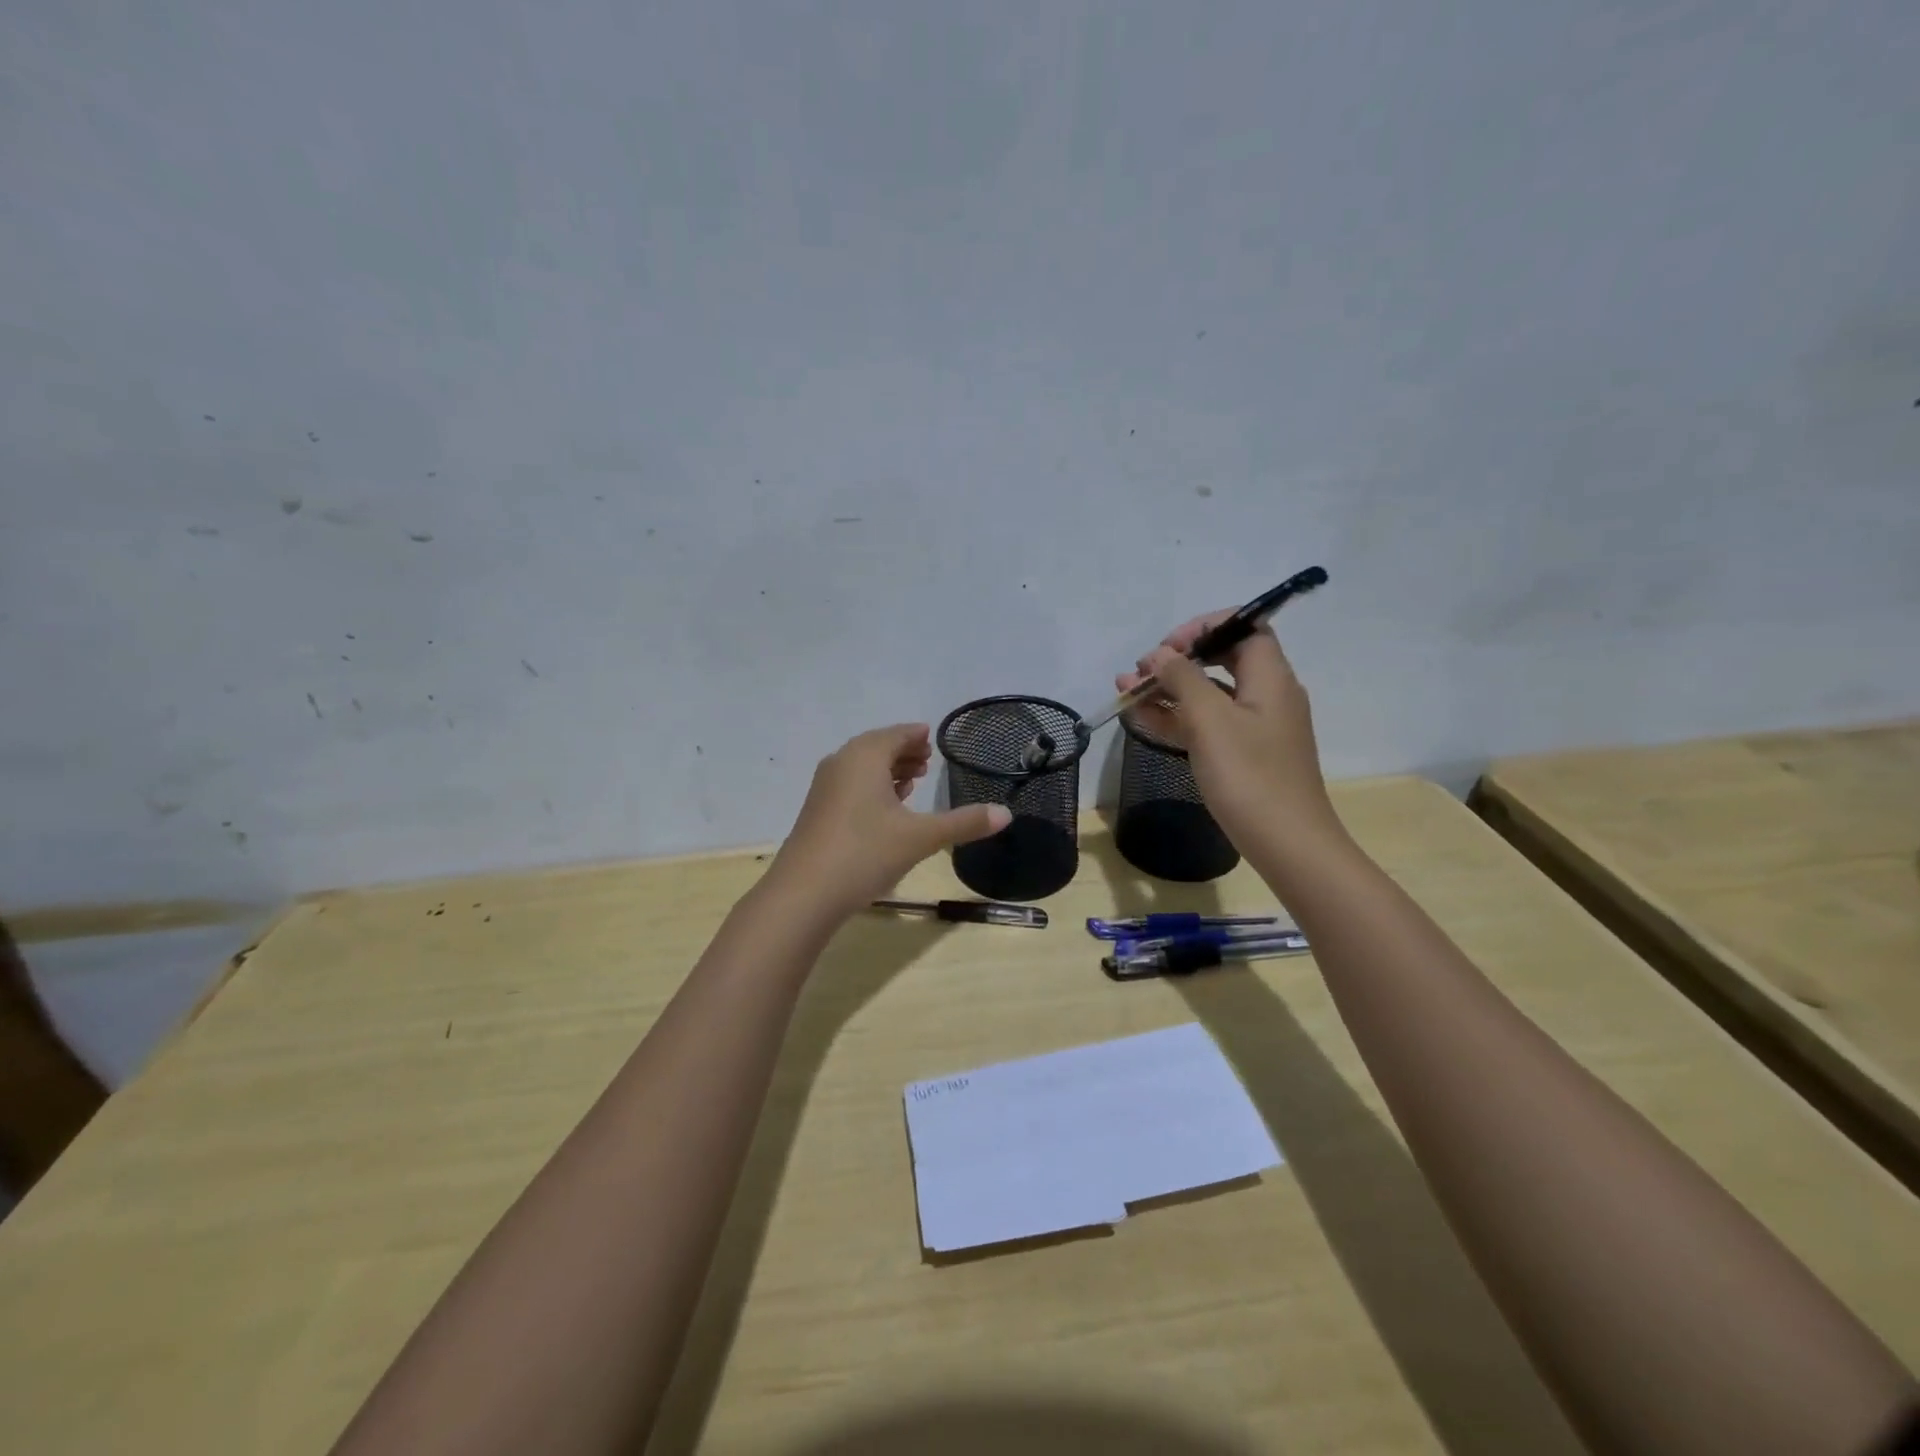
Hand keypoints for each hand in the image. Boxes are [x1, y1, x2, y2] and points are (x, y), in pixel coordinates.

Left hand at [766, 724, 1011, 918]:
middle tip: (927, 761)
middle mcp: (841, 763)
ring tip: (911, 783)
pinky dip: (871, 788)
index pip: (896, 734)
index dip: (916, 735)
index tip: (931, 738)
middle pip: (877, 747)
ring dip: (887, 771)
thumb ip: (963, 822)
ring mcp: (824, 788)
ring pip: (861, 768)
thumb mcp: (920, 837)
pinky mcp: (817, 812)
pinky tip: (885, 810)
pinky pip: (849, 786)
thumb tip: (1006, 814)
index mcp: (865, 757)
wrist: (804, 894)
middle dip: (903, 752)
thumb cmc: (865, 853)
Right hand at [1118, 615, 1344, 859]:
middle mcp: (1267, 695)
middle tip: (1141, 671)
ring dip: (1169, 690)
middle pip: (1222, 660)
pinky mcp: (1245, 754)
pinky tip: (1142, 719)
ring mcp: (1256, 727)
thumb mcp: (1210, 721)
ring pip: (1209, 695)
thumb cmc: (1250, 776)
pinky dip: (1178, 718)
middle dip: (1177, 660)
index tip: (1168, 646)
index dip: (1205, 627)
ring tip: (1125, 691)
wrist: (1288, 844)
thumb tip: (1160, 654)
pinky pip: (1209, 724)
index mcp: (1270, 678)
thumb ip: (1183, 679)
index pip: (1245, 627)